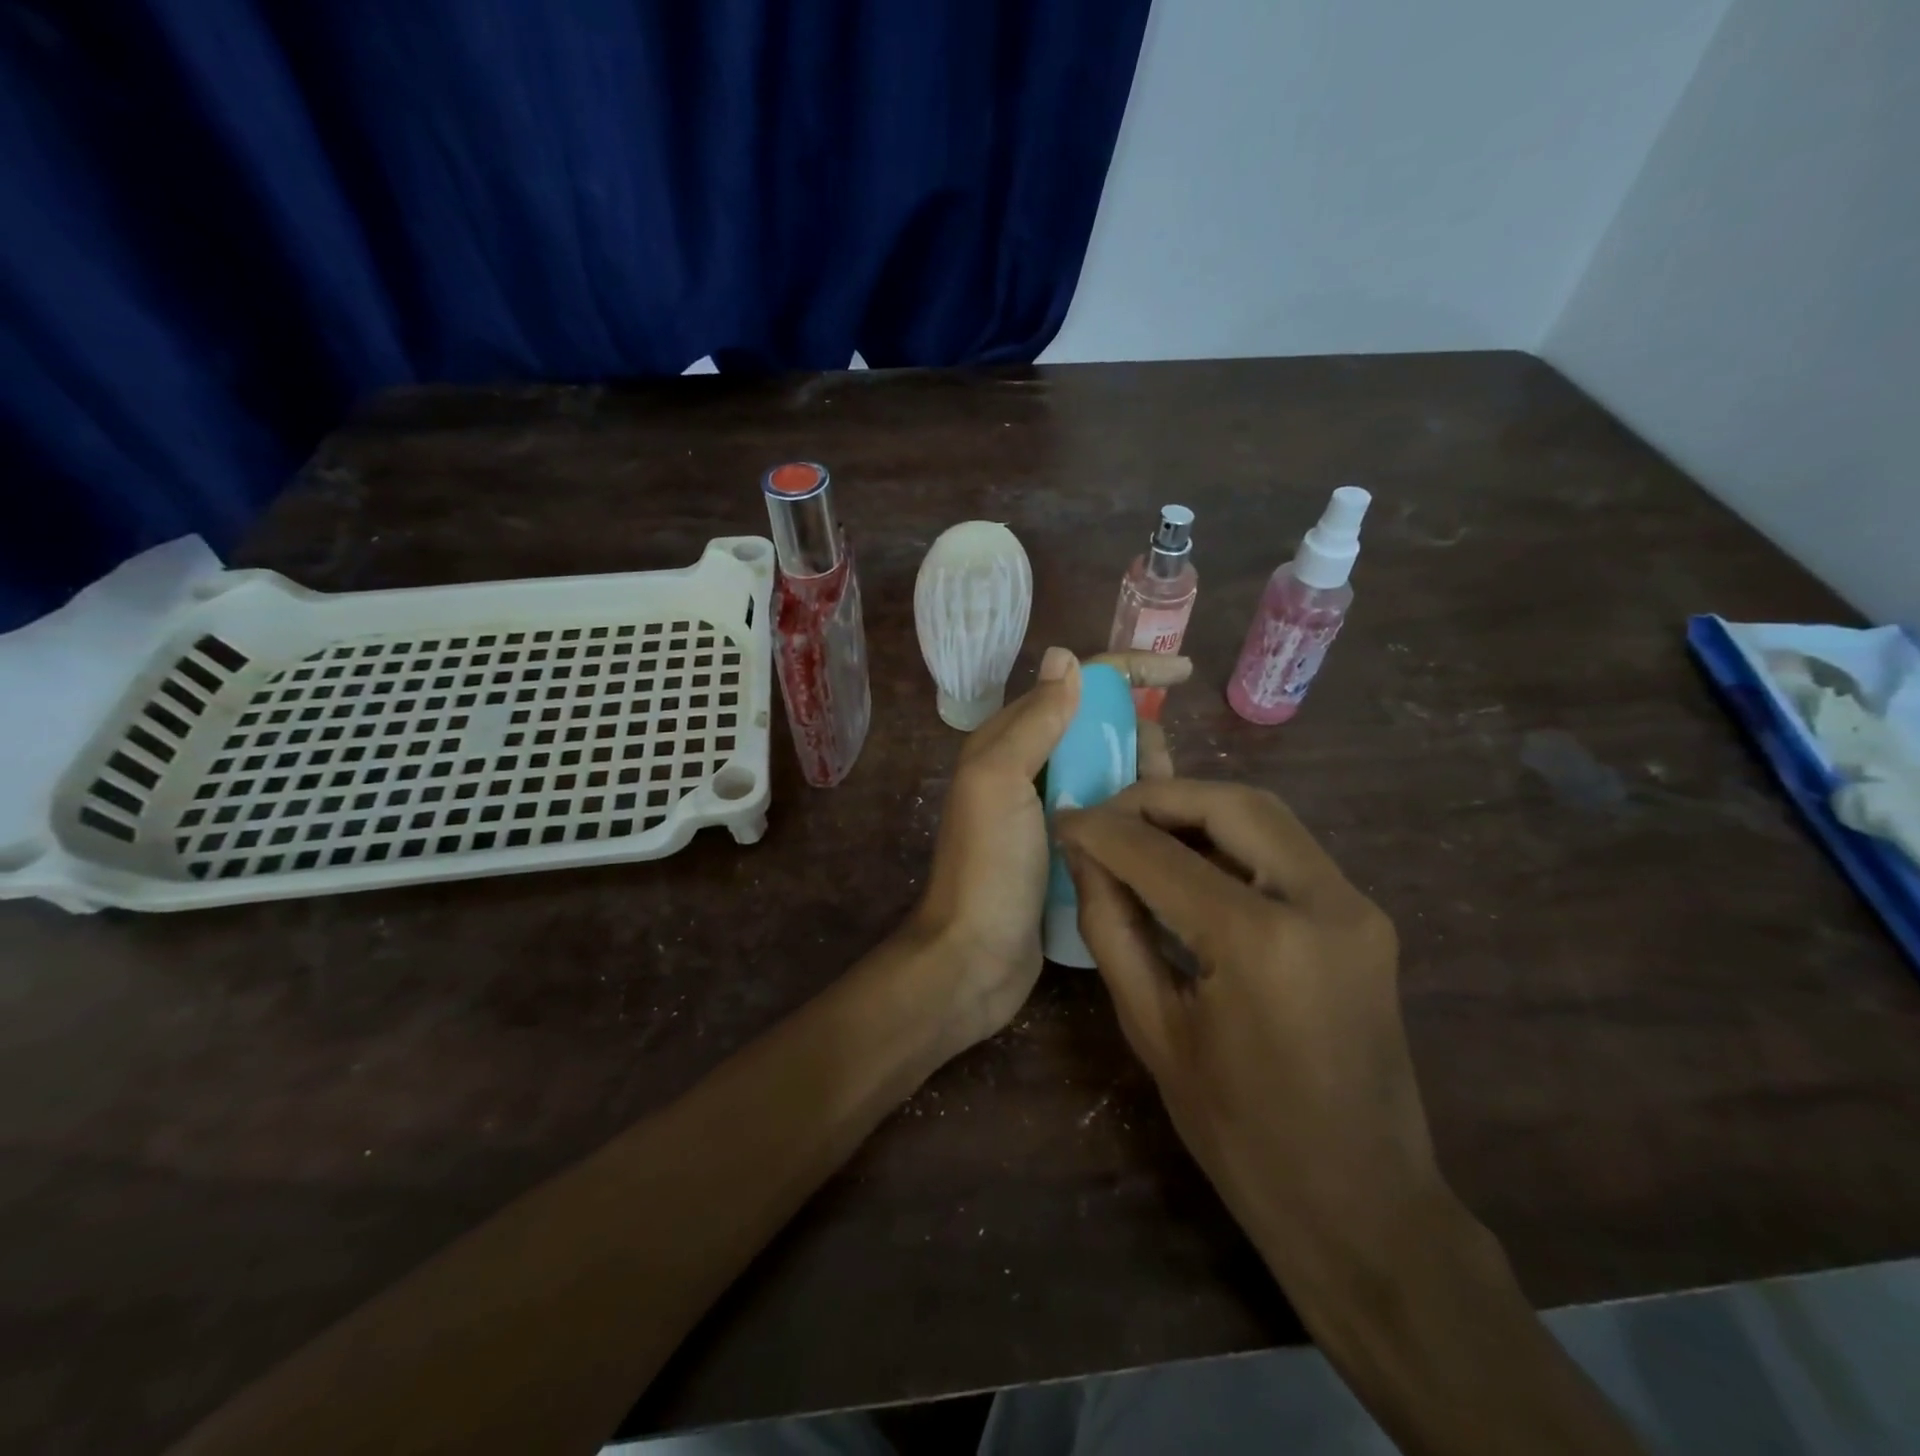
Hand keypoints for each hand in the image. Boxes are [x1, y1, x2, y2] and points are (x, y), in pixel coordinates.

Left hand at [913, 647, 1187, 1045]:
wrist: (974, 958)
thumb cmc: (986, 867)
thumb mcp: (998, 782)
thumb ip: (1034, 722)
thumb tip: (1066, 658)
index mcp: (1009, 742)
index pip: (1074, 685)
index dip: (1128, 672)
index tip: (1185, 673)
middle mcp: (1031, 768)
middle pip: (1102, 728)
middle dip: (1140, 735)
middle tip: (1160, 776)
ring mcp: (1053, 810)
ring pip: (1114, 771)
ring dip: (1145, 777)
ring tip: (1163, 808)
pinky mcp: (1073, 848)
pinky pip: (1116, 813)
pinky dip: (1140, 812)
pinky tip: (1163, 831)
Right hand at [1057, 780, 1442, 1277]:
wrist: (1363, 1205)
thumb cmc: (1241, 1135)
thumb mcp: (1154, 1030)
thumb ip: (1112, 928)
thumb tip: (1084, 858)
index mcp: (1261, 943)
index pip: (1161, 855)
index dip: (1102, 830)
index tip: (1063, 820)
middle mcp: (1323, 903)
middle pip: (1229, 805)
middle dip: (1157, 799)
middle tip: (1105, 817)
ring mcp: (1355, 906)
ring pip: (1264, 816)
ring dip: (1196, 811)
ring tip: (1138, 832)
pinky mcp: (1363, 917)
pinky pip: (1286, 850)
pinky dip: (1230, 840)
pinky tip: (1189, 861)